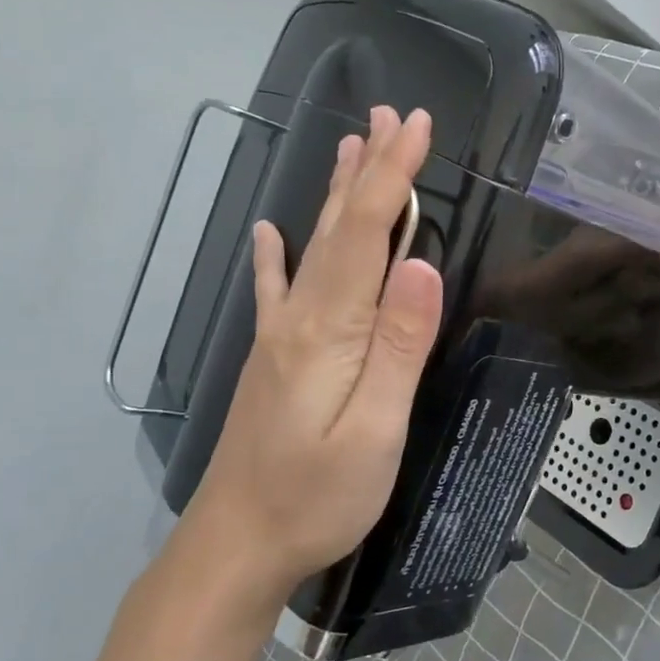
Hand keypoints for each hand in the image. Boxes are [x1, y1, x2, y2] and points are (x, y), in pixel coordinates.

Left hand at [176, 106, 444, 607]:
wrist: (236, 544)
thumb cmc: (316, 496)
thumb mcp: (374, 430)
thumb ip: (399, 346)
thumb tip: (423, 265)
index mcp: (329, 328)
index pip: (366, 233)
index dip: (393, 176)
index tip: (418, 128)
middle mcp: (299, 316)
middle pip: (337, 226)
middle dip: (369, 167)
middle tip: (391, 116)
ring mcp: (280, 336)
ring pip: (313, 246)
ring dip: (336, 193)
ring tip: (349, 146)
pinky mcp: (273, 358)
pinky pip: (277, 287)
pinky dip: (276, 252)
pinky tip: (269, 229)